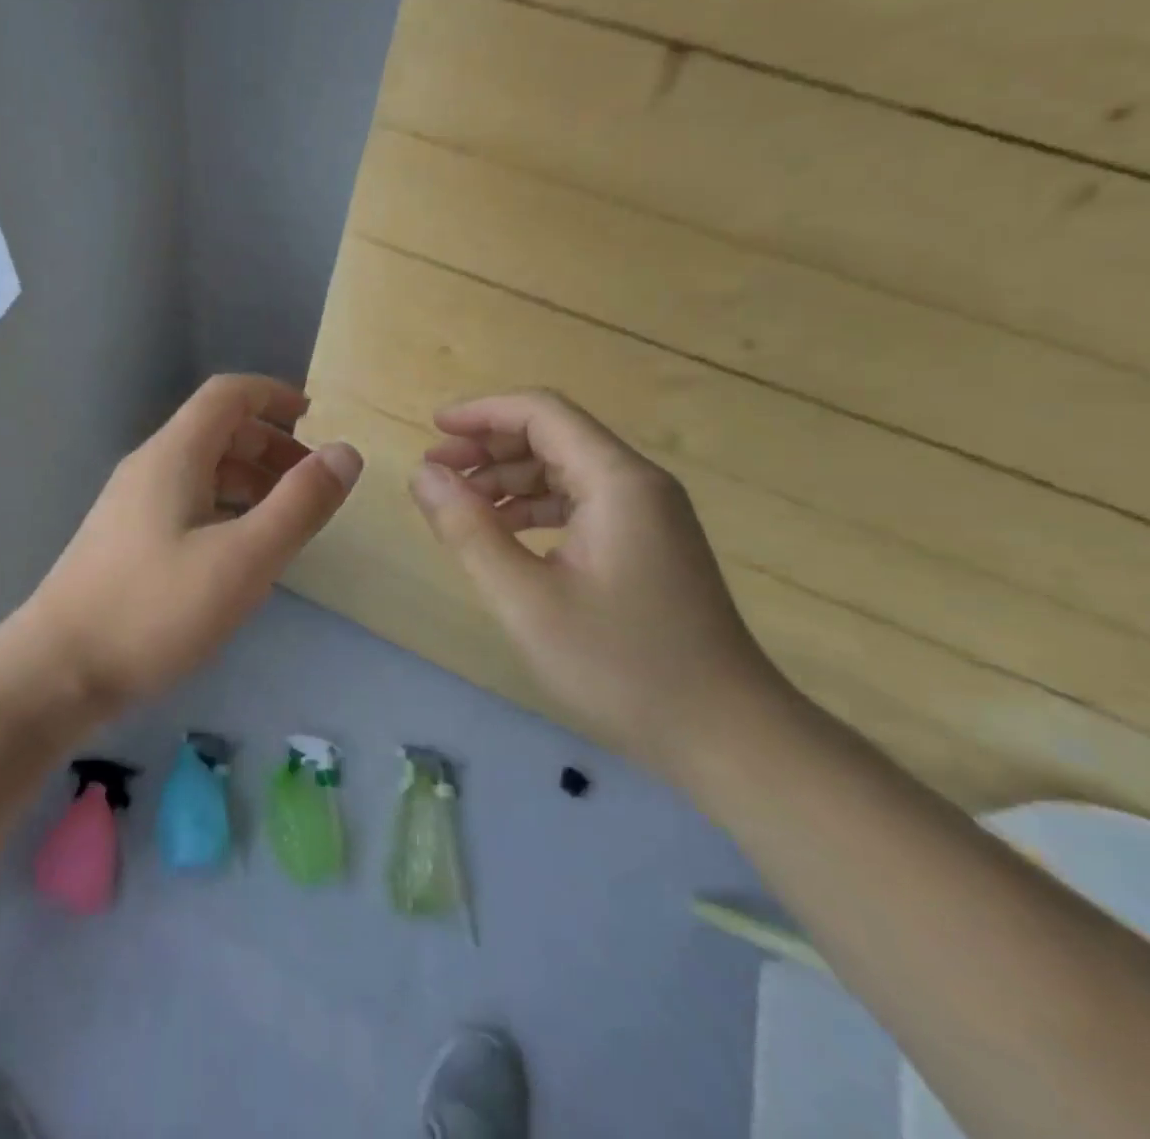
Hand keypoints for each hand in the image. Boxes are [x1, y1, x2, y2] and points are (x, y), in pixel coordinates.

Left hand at [33, 375, 362, 706]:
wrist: (58, 670)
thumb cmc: (155, 609)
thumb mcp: (244, 558)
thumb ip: (300, 503)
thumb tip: (346, 452)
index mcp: (174, 454)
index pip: (228, 394)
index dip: (275, 395)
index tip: (318, 421)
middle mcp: (149, 466)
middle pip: (217, 430)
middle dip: (270, 445)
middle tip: (311, 483)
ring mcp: (132, 503)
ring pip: (202, 469)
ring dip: (249, 479)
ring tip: (286, 518)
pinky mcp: (125, 539)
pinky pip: (186, 501)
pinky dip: (225, 507)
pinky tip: (240, 549)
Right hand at [410, 389, 788, 777]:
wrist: (726, 735)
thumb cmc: (621, 665)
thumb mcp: (526, 599)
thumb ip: (468, 530)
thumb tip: (423, 476)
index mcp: (617, 482)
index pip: (542, 413)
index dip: (482, 413)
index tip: (432, 431)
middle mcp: (637, 485)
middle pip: (553, 436)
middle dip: (488, 447)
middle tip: (435, 474)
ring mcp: (647, 516)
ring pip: (564, 471)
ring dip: (507, 480)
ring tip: (457, 506)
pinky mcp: (646, 545)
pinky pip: (579, 504)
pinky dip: (533, 509)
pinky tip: (502, 536)